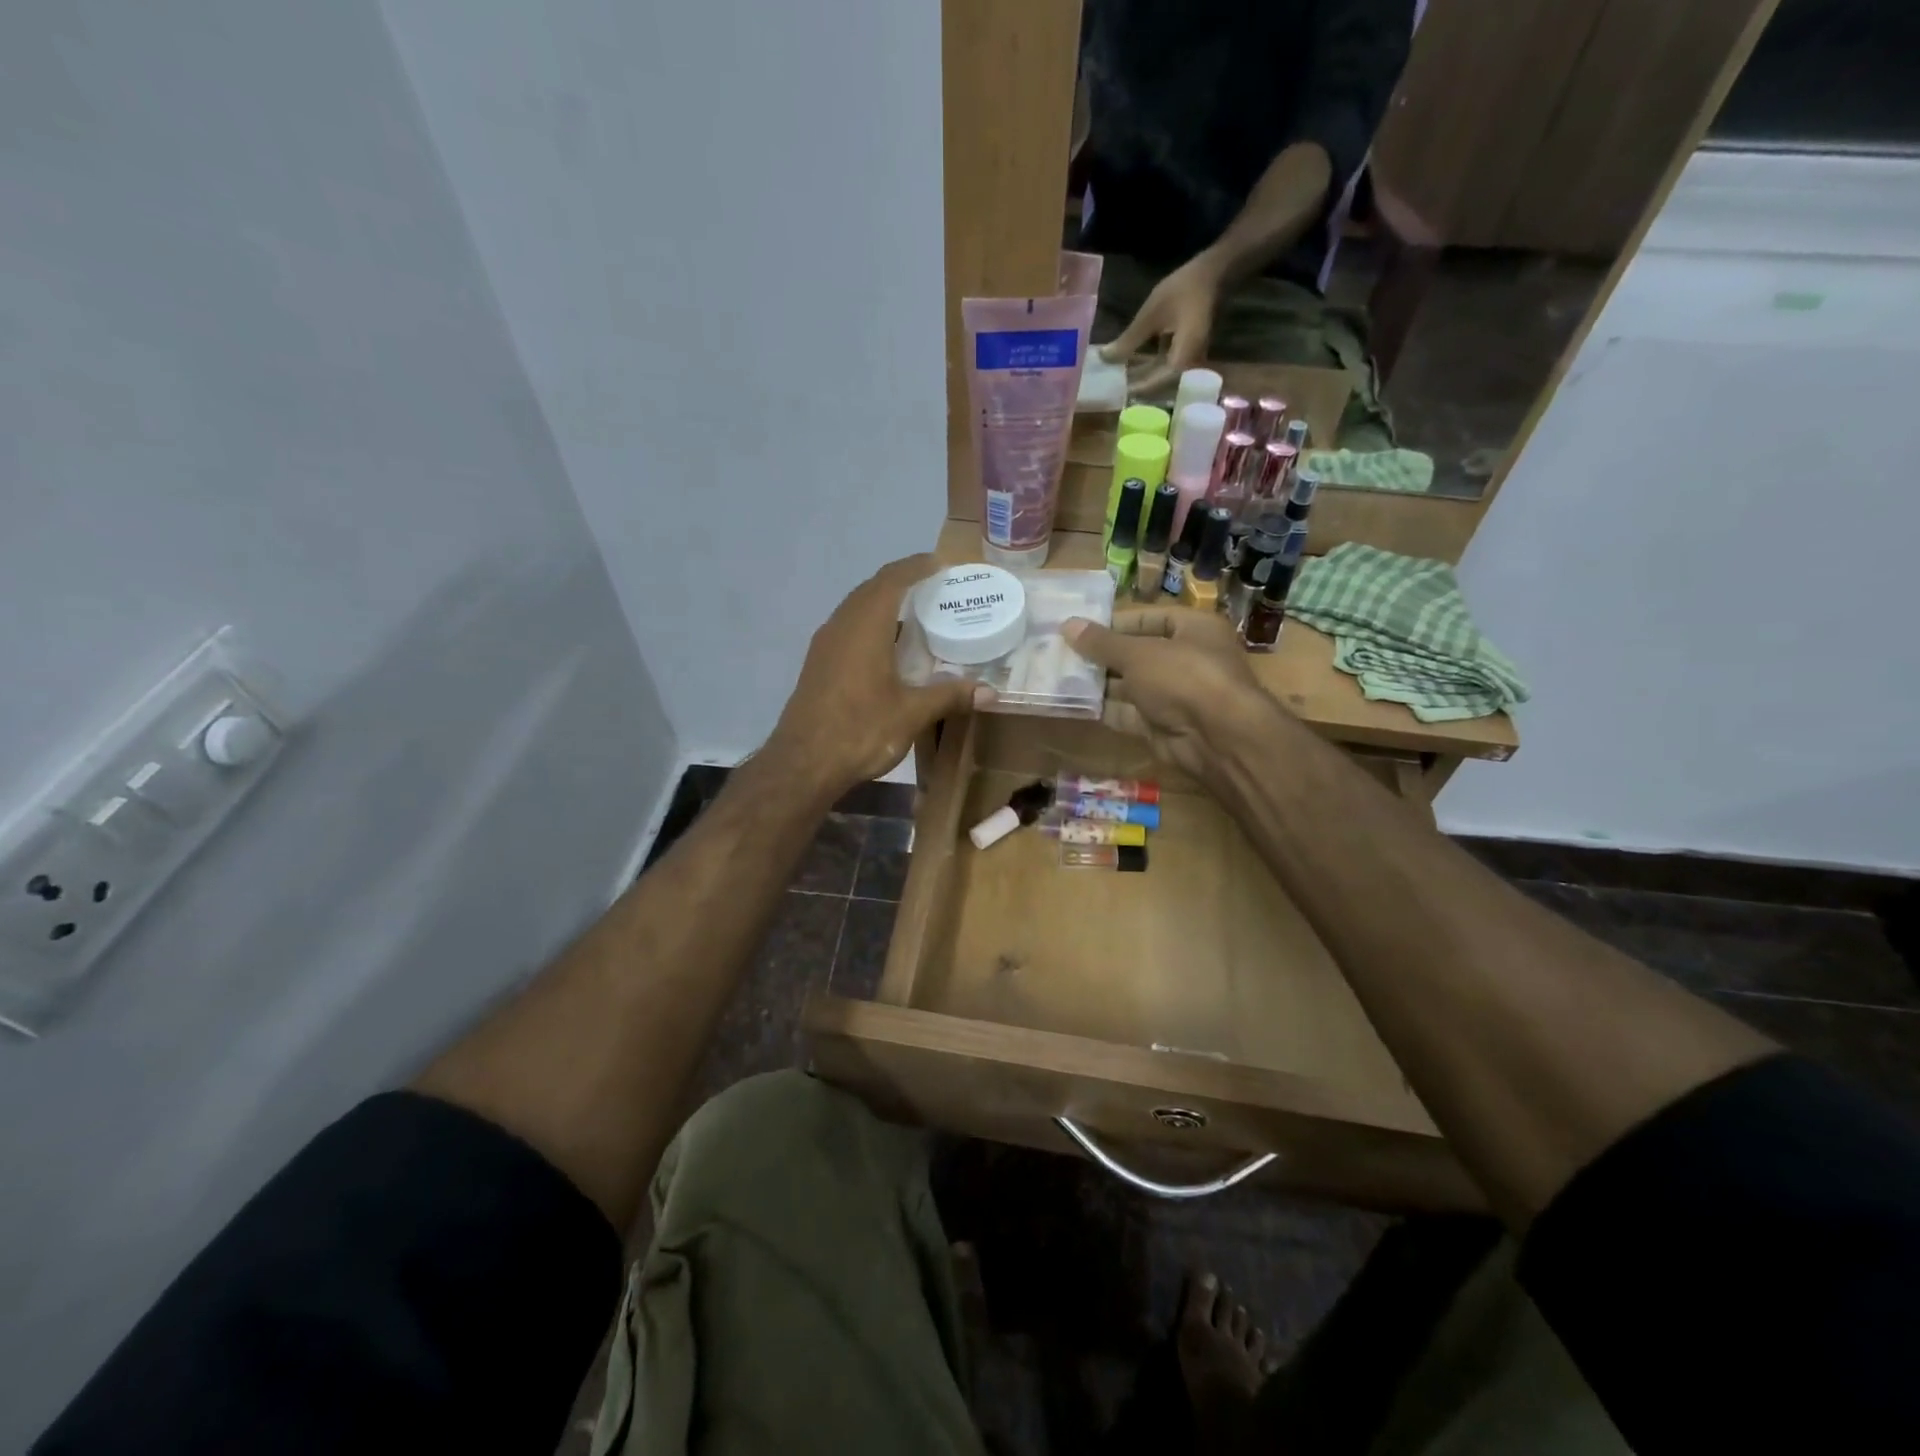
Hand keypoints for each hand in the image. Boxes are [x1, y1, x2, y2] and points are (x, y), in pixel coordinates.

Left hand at [766, 554, 982, 798]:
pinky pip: (847, 628)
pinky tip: (886, 648)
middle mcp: (841, 625)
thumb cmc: (860, 730)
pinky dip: (870, 625)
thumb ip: (949, 695)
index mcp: (865, 626)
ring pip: (856, 609)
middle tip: (933, 587)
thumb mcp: (912, 713)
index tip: (940, 563)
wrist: (803, 763)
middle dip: (901, 581)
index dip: (916, 566)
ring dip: (883, 604)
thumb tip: (988, 691)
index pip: (892, 580)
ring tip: (914, 615)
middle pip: (871, 589)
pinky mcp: (817, 664)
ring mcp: (824, 644)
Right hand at [1064, 608, 1273, 782]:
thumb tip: (1067, 625)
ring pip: (1132, 685)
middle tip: (1063, 654)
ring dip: (1100, 683)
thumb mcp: (1138, 653)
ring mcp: (1176, 695)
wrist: (1217, 738)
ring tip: (1061, 676)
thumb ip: (1101, 643)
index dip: (1116, 623)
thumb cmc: (1183, 677)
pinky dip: (1105, 709)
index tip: (1081, 629)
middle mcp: (1188, 658)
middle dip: (1102, 656)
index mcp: (1194, 629)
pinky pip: (1130, 712)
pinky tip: (1075, 703)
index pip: (1150, 617)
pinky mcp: (1164, 725)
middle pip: (1138, 653)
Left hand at [1100, 251, 1225, 396]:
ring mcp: (1187, 360)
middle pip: (1159, 384)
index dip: (1137, 389)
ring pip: (1160, 376)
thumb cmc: (1183, 290)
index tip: (1117, 394)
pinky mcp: (1184, 353)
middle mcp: (1189, 364)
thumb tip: (1105, 358)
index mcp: (1183, 357)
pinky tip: (1130, 366)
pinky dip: (1148, 367)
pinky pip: (1164, 366)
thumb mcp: (1151, 315)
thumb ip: (1129, 340)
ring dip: (1140, 377)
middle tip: (1112, 391)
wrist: (1212, 273)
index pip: (1158, 383)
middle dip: (1136, 386)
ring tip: (1117, 380)